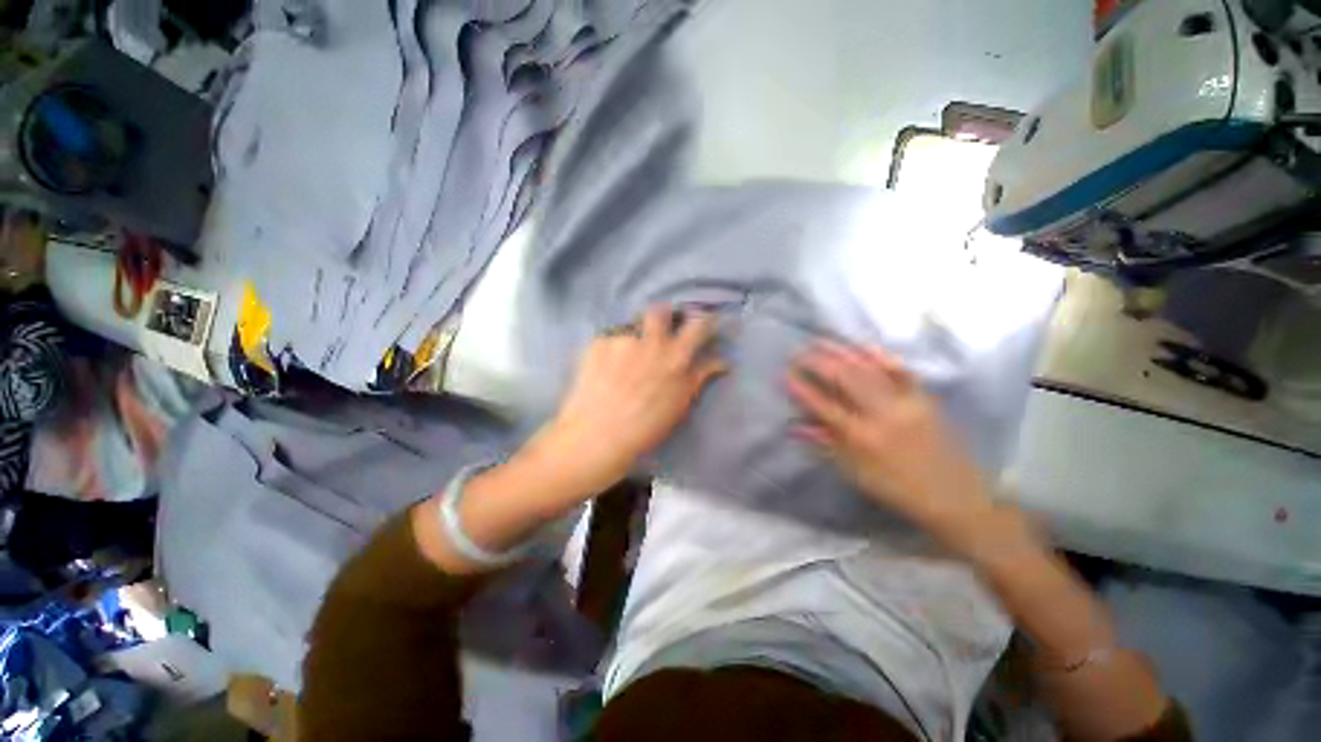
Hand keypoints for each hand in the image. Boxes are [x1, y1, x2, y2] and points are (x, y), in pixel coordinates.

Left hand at [535, 305, 726, 494]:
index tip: (702, 322)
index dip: (704, 319)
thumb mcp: (680, 404)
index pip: (699, 324)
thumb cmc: (646, 428)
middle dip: (663, 316)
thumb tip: (722, 362)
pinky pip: (609, 338)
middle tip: (658, 330)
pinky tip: (604, 368)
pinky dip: (610, 349)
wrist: (597, 437)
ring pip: (631, 324)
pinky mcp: (598, 342)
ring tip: (625, 354)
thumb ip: (699, 377)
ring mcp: (622, 340)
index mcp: (676, 358)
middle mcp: (651, 341)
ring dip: (634, 334)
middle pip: (661, 310)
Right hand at [787, 342, 995, 540]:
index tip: (785, 375)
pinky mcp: (924, 399)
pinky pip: (901, 372)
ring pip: (869, 369)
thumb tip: (796, 426)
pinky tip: (863, 346)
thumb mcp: (856, 473)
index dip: (802, 388)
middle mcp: (882, 415)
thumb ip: (826, 445)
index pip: (824, 405)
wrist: (955, 497)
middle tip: (798, 352)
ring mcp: (906, 403)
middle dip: (818, 362)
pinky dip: (881, 356)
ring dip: (842, 352)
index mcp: (862, 438)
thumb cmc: (898, 489)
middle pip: (845, 379)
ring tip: (821, 341)